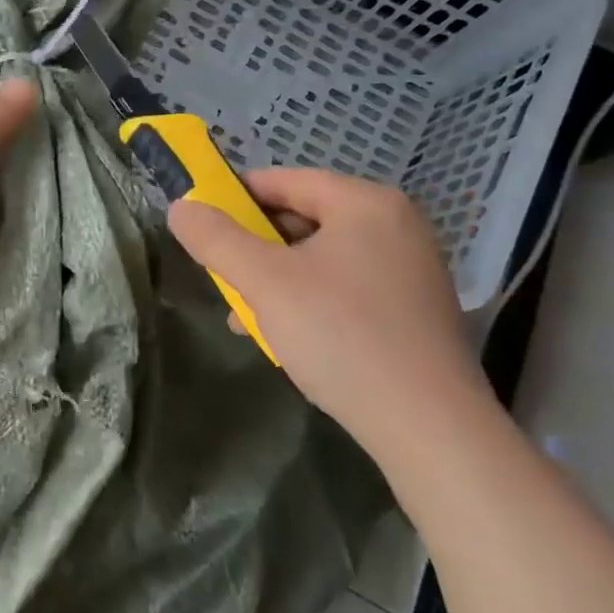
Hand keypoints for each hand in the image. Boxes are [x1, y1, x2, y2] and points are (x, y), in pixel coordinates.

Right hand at [167, 168, 490, 454]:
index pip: (285, 180)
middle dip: (256, 249)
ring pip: (322, 258)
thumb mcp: (265, 283)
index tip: (202, 222)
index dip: (236, 196)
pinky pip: (347, 288)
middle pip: (304, 219)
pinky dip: (311, 302)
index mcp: (366, 203)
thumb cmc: (342, 337)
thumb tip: (181, 207)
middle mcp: (396, 225)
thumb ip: (216, 239)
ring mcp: (411, 269)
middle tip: (223, 276)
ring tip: (245, 317)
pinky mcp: (415, 311)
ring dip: (278, 281)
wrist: (432, 432)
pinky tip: (287, 338)